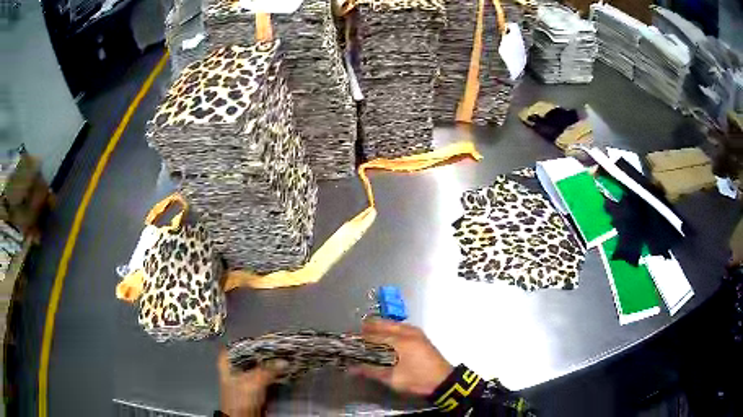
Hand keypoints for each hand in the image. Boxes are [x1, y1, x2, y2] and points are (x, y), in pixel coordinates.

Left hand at [217, 347, 285, 416]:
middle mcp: (233, 364)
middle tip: (281, 347)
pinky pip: (262, 373)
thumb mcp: (254, 383)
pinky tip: (281, 368)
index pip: (243, 343)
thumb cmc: (240, 399)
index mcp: (227, 360)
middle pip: (251, 353)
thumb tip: (284, 360)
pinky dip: (271, 371)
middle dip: (266, 352)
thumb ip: (268, 370)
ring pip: (258, 363)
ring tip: (284, 356)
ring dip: (270, 362)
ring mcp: (242, 374)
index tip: (272, 339)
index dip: (257, 341)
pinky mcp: (251, 383)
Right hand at [350, 319, 452, 396]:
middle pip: (382, 324)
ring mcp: (415, 332)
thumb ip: (371, 371)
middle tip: (356, 337)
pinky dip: (388, 329)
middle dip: (367, 329)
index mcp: (400, 341)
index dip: (359, 338)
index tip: (348, 342)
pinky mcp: (419, 336)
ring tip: (367, 336)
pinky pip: (399, 326)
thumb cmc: (418, 380)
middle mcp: (407, 331)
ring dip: (378, 327)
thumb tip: (351, 368)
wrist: (444, 381)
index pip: (373, 335)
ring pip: (391, 323)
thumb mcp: (393, 379)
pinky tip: (384, 337)